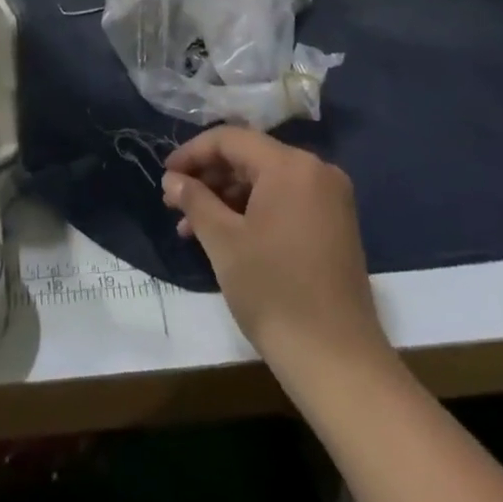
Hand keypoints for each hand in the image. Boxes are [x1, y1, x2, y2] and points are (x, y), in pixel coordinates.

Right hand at [162, 127, 386, 379]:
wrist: (337, 362)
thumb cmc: (274, 292)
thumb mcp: (223, 241)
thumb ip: (194, 200)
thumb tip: (172, 179)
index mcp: (290, 165)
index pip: (231, 139)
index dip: (192, 152)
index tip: (165, 176)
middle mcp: (316, 171)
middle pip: (250, 157)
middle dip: (208, 177)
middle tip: (175, 203)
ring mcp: (330, 199)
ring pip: (266, 181)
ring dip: (227, 197)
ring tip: (192, 228)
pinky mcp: (334, 226)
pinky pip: (285, 201)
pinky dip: (253, 211)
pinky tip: (226, 237)